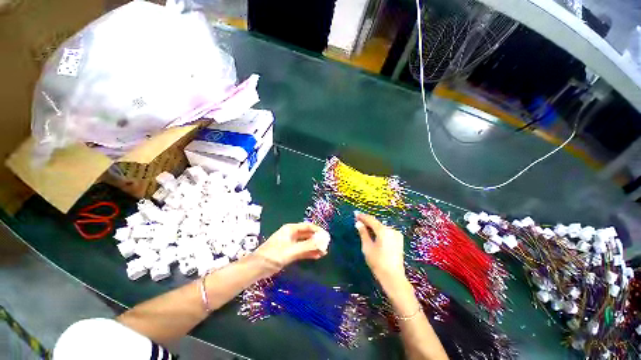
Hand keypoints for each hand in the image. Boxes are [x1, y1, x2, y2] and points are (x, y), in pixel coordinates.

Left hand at [254, 223, 328, 269]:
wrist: (256, 268)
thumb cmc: (273, 256)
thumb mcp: (291, 251)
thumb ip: (307, 246)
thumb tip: (322, 242)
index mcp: (291, 229)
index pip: (308, 226)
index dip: (318, 230)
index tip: (327, 236)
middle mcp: (291, 234)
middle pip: (307, 234)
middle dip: (317, 239)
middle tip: (327, 245)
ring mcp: (291, 243)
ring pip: (305, 243)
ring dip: (314, 246)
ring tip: (324, 252)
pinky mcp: (289, 251)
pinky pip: (302, 250)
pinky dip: (309, 252)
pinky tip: (317, 256)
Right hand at [355, 213, 406, 286]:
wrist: (394, 277)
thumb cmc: (378, 262)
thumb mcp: (367, 247)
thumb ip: (363, 233)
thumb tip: (358, 223)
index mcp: (383, 230)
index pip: (371, 219)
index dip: (362, 216)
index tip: (355, 214)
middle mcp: (391, 230)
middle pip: (377, 223)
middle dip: (367, 221)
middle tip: (358, 219)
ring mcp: (396, 235)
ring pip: (382, 227)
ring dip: (373, 226)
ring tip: (364, 226)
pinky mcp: (399, 240)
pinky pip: (387, 232)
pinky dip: (379, 231)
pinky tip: (373, 232)